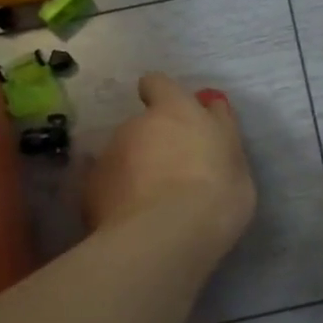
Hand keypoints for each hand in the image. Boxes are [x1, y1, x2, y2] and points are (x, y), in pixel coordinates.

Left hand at [87, 74, 256, 249]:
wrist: (166, 239)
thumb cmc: (217, 194)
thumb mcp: (234, 157)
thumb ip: (219, 128)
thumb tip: (211, 106)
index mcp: (175, 110)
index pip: (158, 83)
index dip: (163, 96)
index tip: (174, 116)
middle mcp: (136, 125)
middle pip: (141, 125)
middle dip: (153, 143)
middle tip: (174, 174)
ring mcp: (108, 156)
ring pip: (122, 156)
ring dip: (134, 171)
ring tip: (153, 204)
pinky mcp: (88, 189)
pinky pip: (107, 186)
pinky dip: (117, 197)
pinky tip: (133, 220)